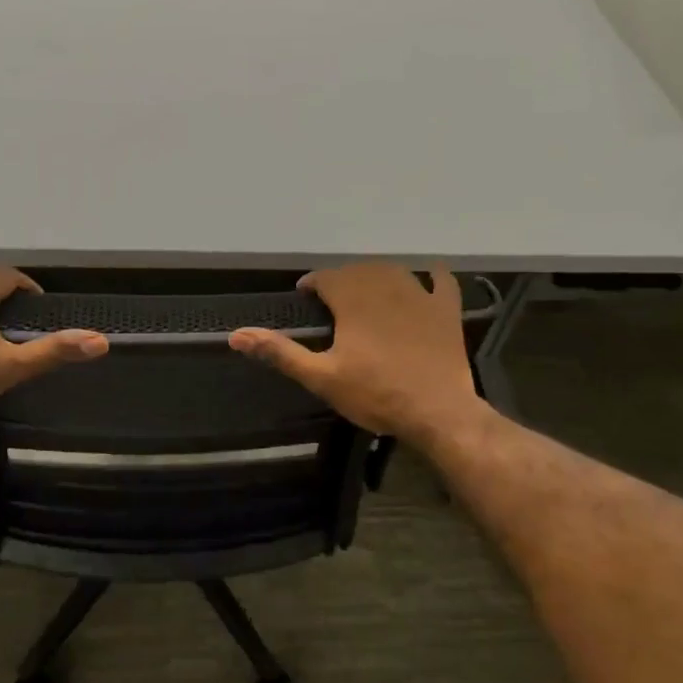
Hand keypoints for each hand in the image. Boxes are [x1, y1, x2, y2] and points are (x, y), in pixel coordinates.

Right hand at [229, 264, 484, 444]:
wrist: (436, 411)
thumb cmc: (374, 394)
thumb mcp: (320, 377)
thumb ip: (280, 352)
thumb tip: (236, 334)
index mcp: (352, 300)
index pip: (326, 277)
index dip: (313, 284)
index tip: (306, 297)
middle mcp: (384, 287)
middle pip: (358, 271)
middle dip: (342, 281)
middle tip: (333, 302)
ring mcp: (420, 296)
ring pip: (394, 271)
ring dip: (377, 276)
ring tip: (368, 293)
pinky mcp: (446, 310)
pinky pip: (442, 282)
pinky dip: (433, 276)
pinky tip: (429, 278)